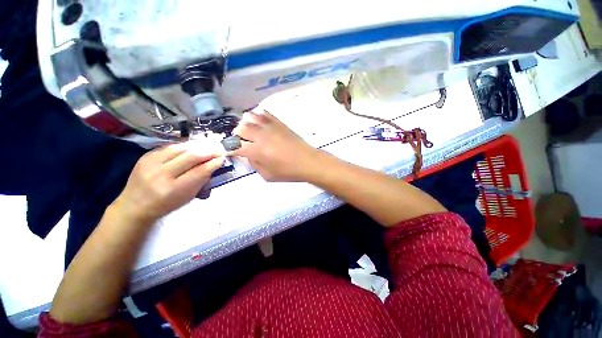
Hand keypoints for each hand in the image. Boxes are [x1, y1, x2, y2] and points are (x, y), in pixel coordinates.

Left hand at [112, 144, 223, 223]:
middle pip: (191, 157)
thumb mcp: (187, 197)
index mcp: (173, 189)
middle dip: (208, 152)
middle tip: (218, 149)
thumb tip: (213, 164)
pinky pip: (169, 147)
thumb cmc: (165, 205)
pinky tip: (192, 147)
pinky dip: (184, 146)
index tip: (222, 158)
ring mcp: (151, 163)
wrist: (134, 206)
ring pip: (180, 149)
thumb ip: (200, 180)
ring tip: (207, 146)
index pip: (199, 172)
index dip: (213, 163)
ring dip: (197, 146)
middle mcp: (161, 175)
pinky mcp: (145, 156)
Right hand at [232, 110, 319, 181]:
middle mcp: (261, 135)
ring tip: (250, 132)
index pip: (235, 146)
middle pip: (240, 128)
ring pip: (250, 116)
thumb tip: (245, 155)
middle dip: (236, 135)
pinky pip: (264, 113)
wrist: (308, 161)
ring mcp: (271, 126)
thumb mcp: (268, 175)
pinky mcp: (279, 122)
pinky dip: (258, 116)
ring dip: (245, 124)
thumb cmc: (288, 172)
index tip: (229, 151)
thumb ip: (254, 164)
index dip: (229, 149)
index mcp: (258, 151)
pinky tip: (260, 124)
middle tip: (241, 142)